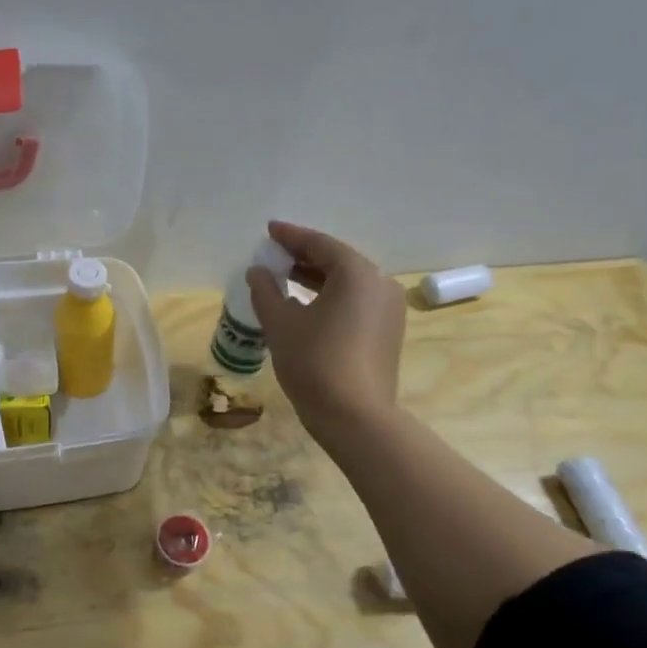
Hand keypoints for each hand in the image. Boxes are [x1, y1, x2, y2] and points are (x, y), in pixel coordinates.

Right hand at [245, 220, 405, 437]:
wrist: (355, 417)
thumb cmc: (314, 362)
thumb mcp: (280, 322)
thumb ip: (265, 290)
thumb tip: (257, 271)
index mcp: (357, 273)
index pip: (320, 244)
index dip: (291, 236)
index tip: (269, 230)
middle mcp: (380, 284)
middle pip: (338, 260)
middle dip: (304, 257)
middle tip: (274, 255)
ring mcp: (389, 309)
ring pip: (348, 283)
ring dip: (316, 278)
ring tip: (284, 278)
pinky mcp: (387, 332)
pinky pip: (355, 302)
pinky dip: (330, 297)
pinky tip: (306, 306)